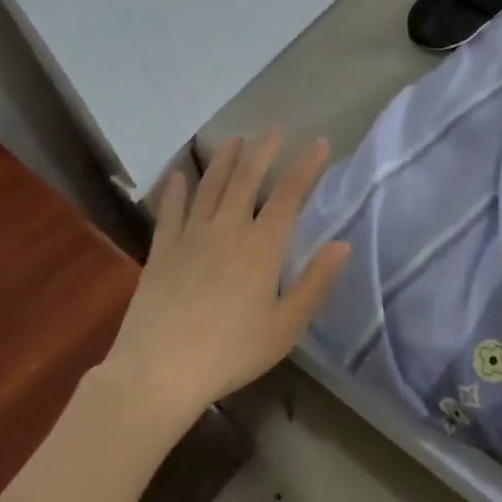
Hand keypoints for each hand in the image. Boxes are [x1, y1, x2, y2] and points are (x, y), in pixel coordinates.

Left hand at [103, 133, 349, 429]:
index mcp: (261, 247)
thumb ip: (315, 284)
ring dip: (223, 160)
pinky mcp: (161, 251)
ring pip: (209, 187)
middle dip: (263, 151)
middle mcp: (227, 230)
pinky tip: (178, 175)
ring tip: (234, 139)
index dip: (305, 166)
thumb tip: (342, 245)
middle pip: (246, 179)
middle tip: (273, 130)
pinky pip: (170, 212)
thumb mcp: (285, 327)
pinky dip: (175, 191)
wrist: (158, 372)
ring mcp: (190, 237)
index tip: (318, 143)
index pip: (289, 195)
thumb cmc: (231, 352)